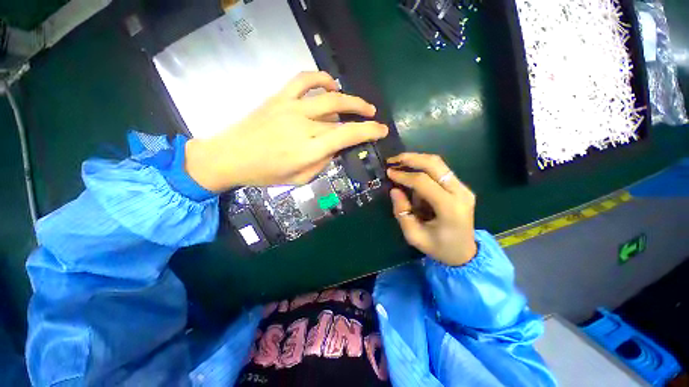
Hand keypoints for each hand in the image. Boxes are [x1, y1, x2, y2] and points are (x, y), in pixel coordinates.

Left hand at [185, 71, 388, 191]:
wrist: (231, 156)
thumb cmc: (266, 174)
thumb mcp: (300, 179)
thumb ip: (322, 162)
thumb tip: (335, 147)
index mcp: (309, 149)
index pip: (347, 136)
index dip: (368, 132)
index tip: (381, 130)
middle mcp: (304, 125)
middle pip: (341, 114)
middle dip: (363, 114)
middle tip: (373, 116)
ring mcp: (291, 108)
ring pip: (328, 96)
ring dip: (348, 97)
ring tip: (359, 103)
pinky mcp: (279, 98)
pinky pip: (304, 80)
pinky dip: (321, 78)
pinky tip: (330, 84)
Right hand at [387, 153, 477, 266]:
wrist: (464, 253)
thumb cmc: (438, 248)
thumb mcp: (414, 236)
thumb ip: (402, 212)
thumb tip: (394, 190)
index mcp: (450, 208)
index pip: (423, 182)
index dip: (403, 175)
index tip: (389, 173)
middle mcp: (460, 193)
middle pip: (435, 164)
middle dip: (411, 158)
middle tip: (392, 160)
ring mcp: (463, 188)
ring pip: (438, 163)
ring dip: (417, 160)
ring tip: (399, 163)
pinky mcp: (461, 187)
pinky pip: (440, 170)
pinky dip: (423, 167)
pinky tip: (411, 172)